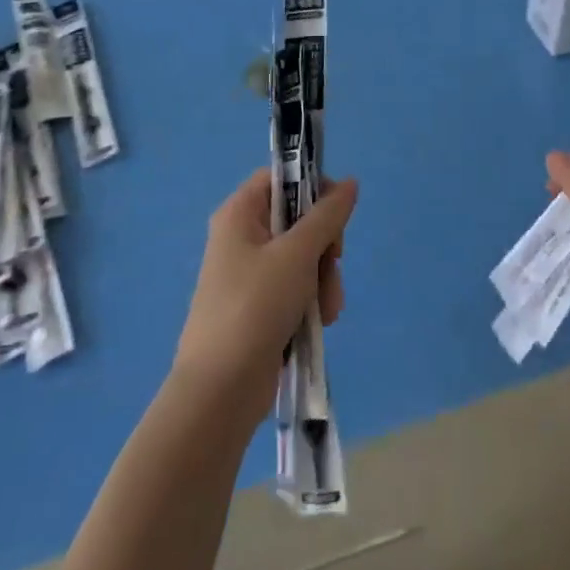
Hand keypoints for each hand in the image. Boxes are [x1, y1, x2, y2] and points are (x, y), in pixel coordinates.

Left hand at [172, 169, 357, 425]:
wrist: (220, 390)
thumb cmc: (255, 307)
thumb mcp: (297, 254)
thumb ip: (327, 216)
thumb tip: (349, 183)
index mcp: (239, 214)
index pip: (281, 178)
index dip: (311, 188)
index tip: (336, 211)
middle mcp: (242, 238)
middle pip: (298, 220)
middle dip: (324, 247)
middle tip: (333, 263)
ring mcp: (250, 275)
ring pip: (303, 257)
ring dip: (323, 279)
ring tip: (326, 309)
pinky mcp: (260, 307)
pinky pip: (296, 288)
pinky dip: (311, 301)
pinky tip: (318, 323)